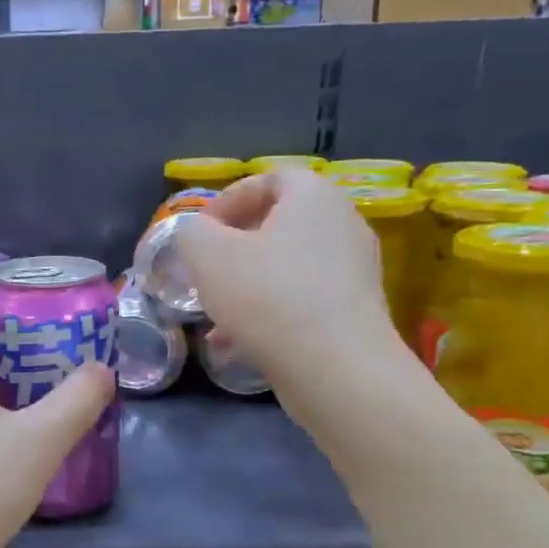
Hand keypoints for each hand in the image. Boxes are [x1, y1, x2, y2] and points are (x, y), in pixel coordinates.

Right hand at [174, 168, 404, 396]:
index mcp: (314, 196)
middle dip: (235, 247)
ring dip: (248, 283)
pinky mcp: (356, 311)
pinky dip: (271, 311)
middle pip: (278, 224)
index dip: (226, 201)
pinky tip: (239, 341)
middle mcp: (343, 223)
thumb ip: (192, 233)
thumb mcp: (207, 255)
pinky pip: (304, 298)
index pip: (267, 179)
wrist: (336, 368)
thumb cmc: (267, 295)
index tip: (199, 233)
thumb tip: (199, 235)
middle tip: (205, 271)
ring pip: (288, 266)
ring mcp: (355, 269)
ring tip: (216, 312)